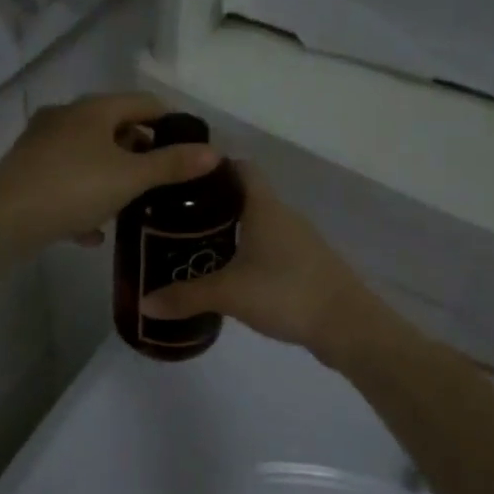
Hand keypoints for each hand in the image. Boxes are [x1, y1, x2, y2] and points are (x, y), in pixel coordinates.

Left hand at [0, 93, 220, 266]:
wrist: (2, 222)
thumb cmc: (72, 190)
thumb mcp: (130, 178)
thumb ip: (172, 165)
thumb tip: (214, 152)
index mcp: (92, 110)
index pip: (143, 102)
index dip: (170, 121)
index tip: (190, 146)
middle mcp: (64, 117)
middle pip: (113, 127)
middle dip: (139, 151)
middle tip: (162, 179)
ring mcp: (40, 144)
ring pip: (87, 156)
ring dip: (110, 176)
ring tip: (131, 204)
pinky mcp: (25, 173)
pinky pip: (64, 181)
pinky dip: (82, 198)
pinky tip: (92, 231)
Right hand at [139, 163, 385, 358]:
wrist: (348, 325)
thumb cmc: (286, 292)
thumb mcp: (229, 293)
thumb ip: (185, 296)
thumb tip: (144, 302)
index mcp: (264, 207)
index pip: (239, 168)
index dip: (211, 168)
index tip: (180, 180)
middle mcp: (283, 215)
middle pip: (244, 196)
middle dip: (210, 205)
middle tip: (174, 219)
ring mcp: (298, 240)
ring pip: (257, 224)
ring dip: (229, 231)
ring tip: (193, 246)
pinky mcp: (305, 264)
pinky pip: (269, 247)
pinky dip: (247, 252)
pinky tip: (228, 274)